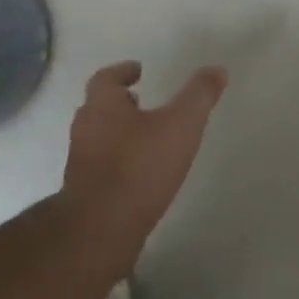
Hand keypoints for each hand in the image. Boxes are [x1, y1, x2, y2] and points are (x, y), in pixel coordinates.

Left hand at [62, 61, 227, 247]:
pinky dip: (117, 160)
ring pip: (98, 137)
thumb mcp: (181, 124)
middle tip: (142, 100)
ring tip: (146, 136)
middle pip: (99, 107)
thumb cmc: (140, 166)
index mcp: (102, 106)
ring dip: (118, 132)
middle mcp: (85, 129)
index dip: (122, 71)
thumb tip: (217, 69)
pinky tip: (139, 171)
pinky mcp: (84, 192)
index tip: (138, 70)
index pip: (106, 78)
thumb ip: (199, 95)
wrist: (102, 229)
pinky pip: (101, 165)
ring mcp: (81, 163)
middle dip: (120, 102)